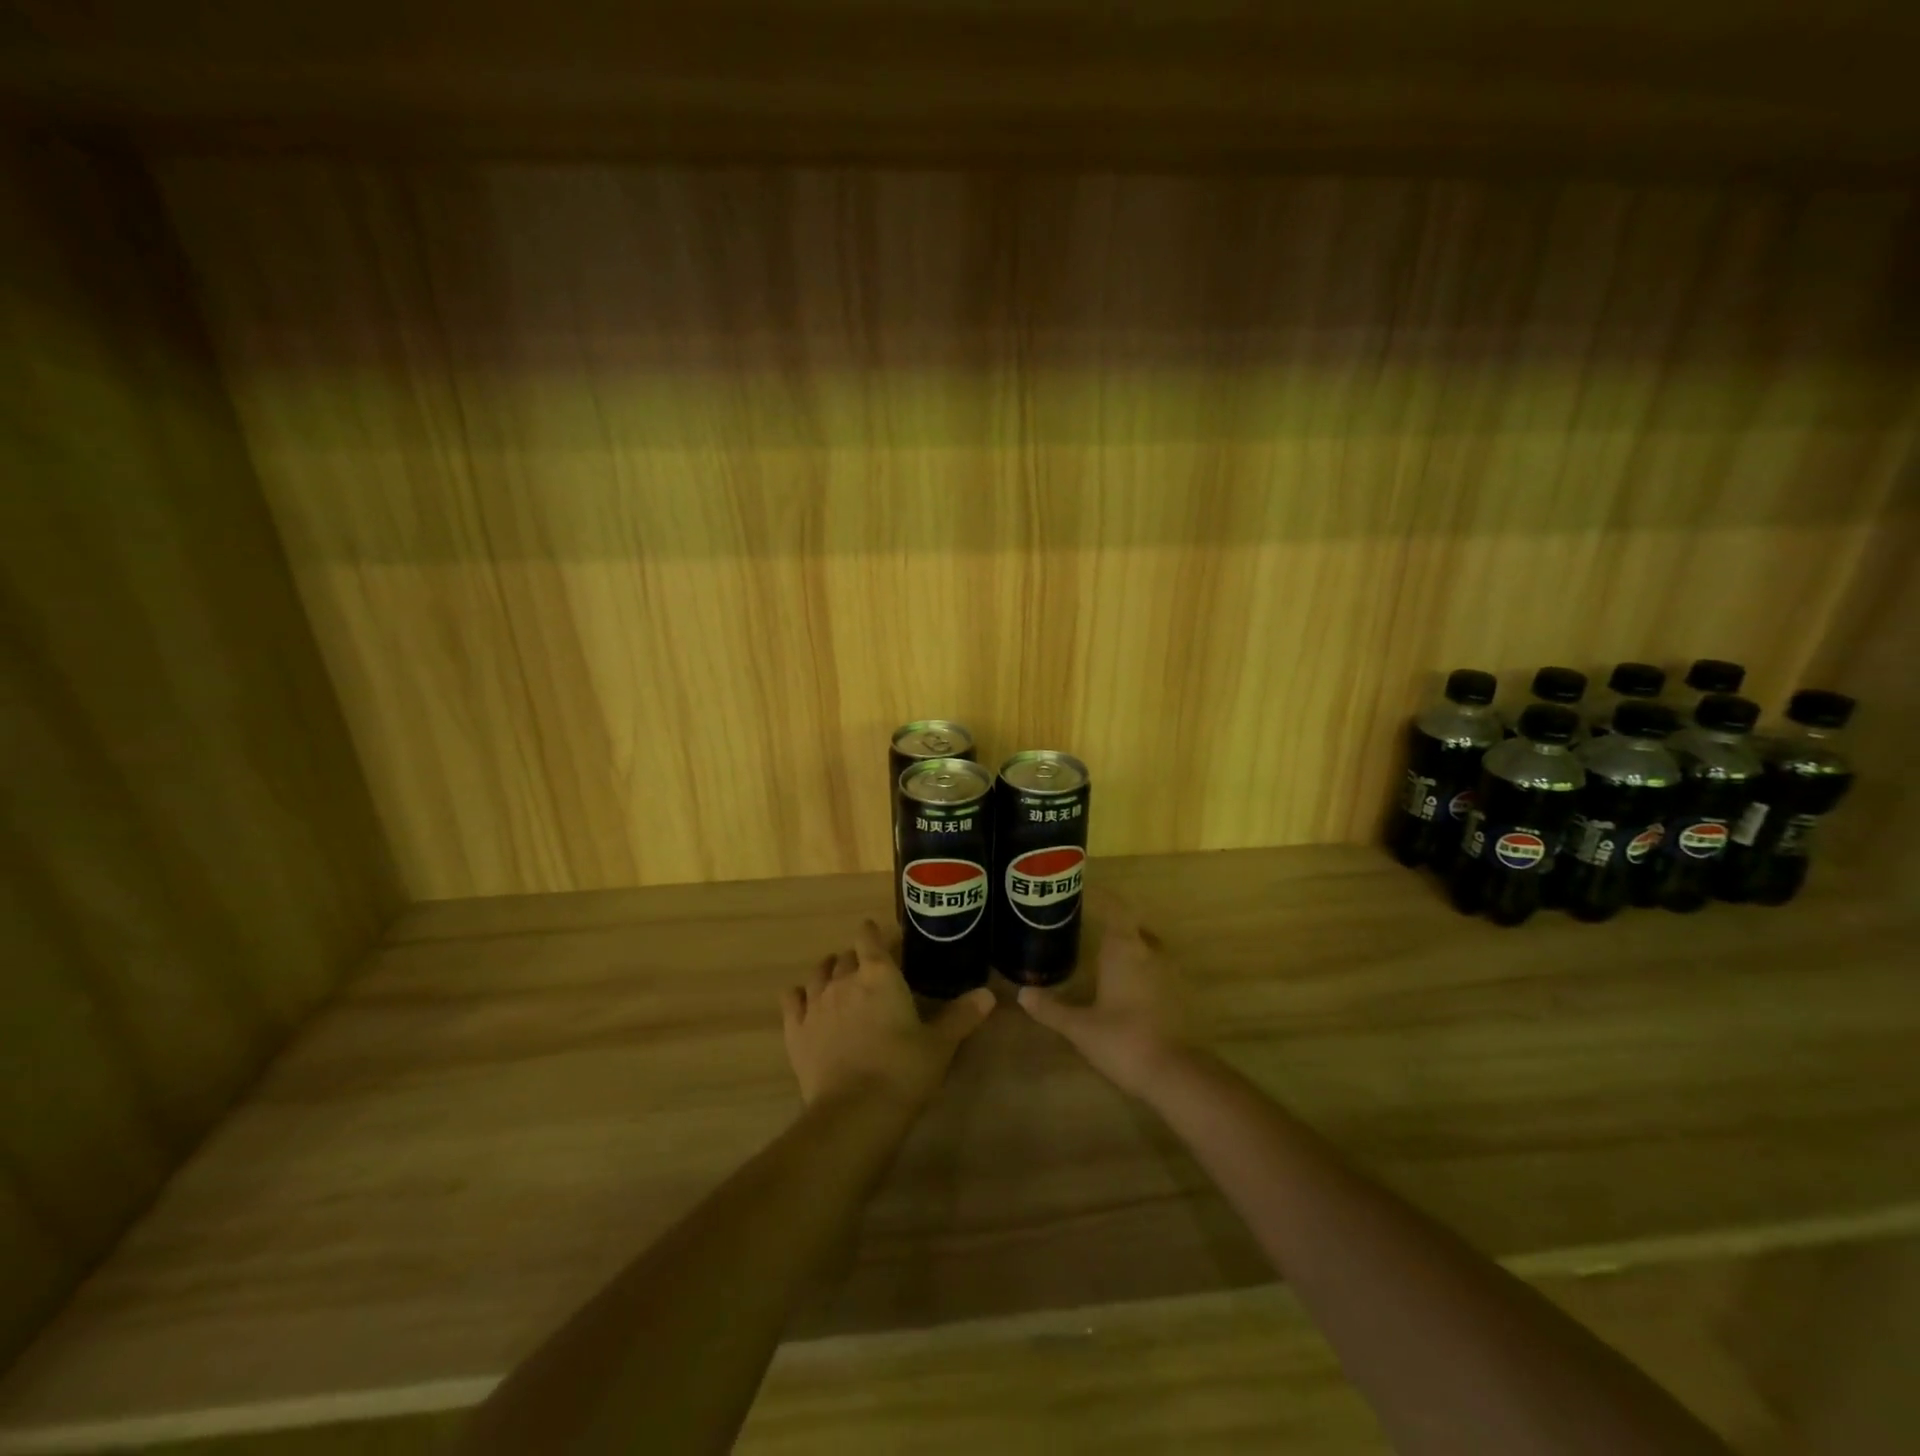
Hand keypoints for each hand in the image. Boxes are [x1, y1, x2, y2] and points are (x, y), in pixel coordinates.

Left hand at [782, 920, 995, 1110]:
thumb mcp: (940, 1044)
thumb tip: (988, 994)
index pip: (869, 937)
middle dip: (856, 958)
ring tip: (837, 980)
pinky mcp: (796, 1029)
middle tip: (869, 972)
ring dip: (828, 972)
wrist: (855, 1111)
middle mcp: (844, 979)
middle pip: (846, 956)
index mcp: (880, 974)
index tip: (881, 937)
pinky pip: (792, 999)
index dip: (873, 933)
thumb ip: (962, 1016)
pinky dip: (799, 996)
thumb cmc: (904, 1070)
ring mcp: (816, 1003)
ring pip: (818, 973)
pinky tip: (805, 1002)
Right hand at [1017, 894, 1193, 1098]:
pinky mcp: (1181, 996)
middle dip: (1114, 926)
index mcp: (1124, 949)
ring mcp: (1171, 974)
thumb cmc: (1122, 1040)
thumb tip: (1022, 994)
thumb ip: (1051, 1008)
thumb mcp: (1079, 1027)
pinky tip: (1129, 989)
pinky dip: (1144, 972)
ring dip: (1131, 949)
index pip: (1116, 909)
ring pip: (1149, 949)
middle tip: (1090, 930)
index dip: (1103, 899)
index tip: (1085, 895)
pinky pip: (1159, 972)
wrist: (1176, 1074)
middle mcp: (1150, 952)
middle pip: (1134, 927)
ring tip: (1107, 959)